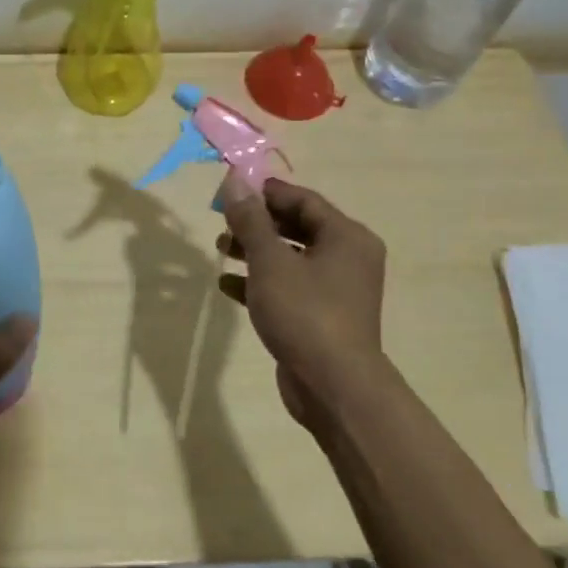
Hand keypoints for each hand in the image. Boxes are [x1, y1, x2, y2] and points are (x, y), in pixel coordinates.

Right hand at [218, 175, 387, 429]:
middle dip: (257, 224)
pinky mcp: (322, 317)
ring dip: (255, 252)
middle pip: (297, 227)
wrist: (334, 387)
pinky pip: (289, 287)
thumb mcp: (270, 260)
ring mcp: (337, 290)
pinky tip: (228, 286)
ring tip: (220, 250)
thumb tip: (235, 180)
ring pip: (291, 258)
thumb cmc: (305, 312)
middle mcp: (348, 258)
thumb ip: (250, 220)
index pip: (303, 199)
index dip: (265, 193)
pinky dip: (261, 282)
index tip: (230, 192)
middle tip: (222, 223)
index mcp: (346, 236)